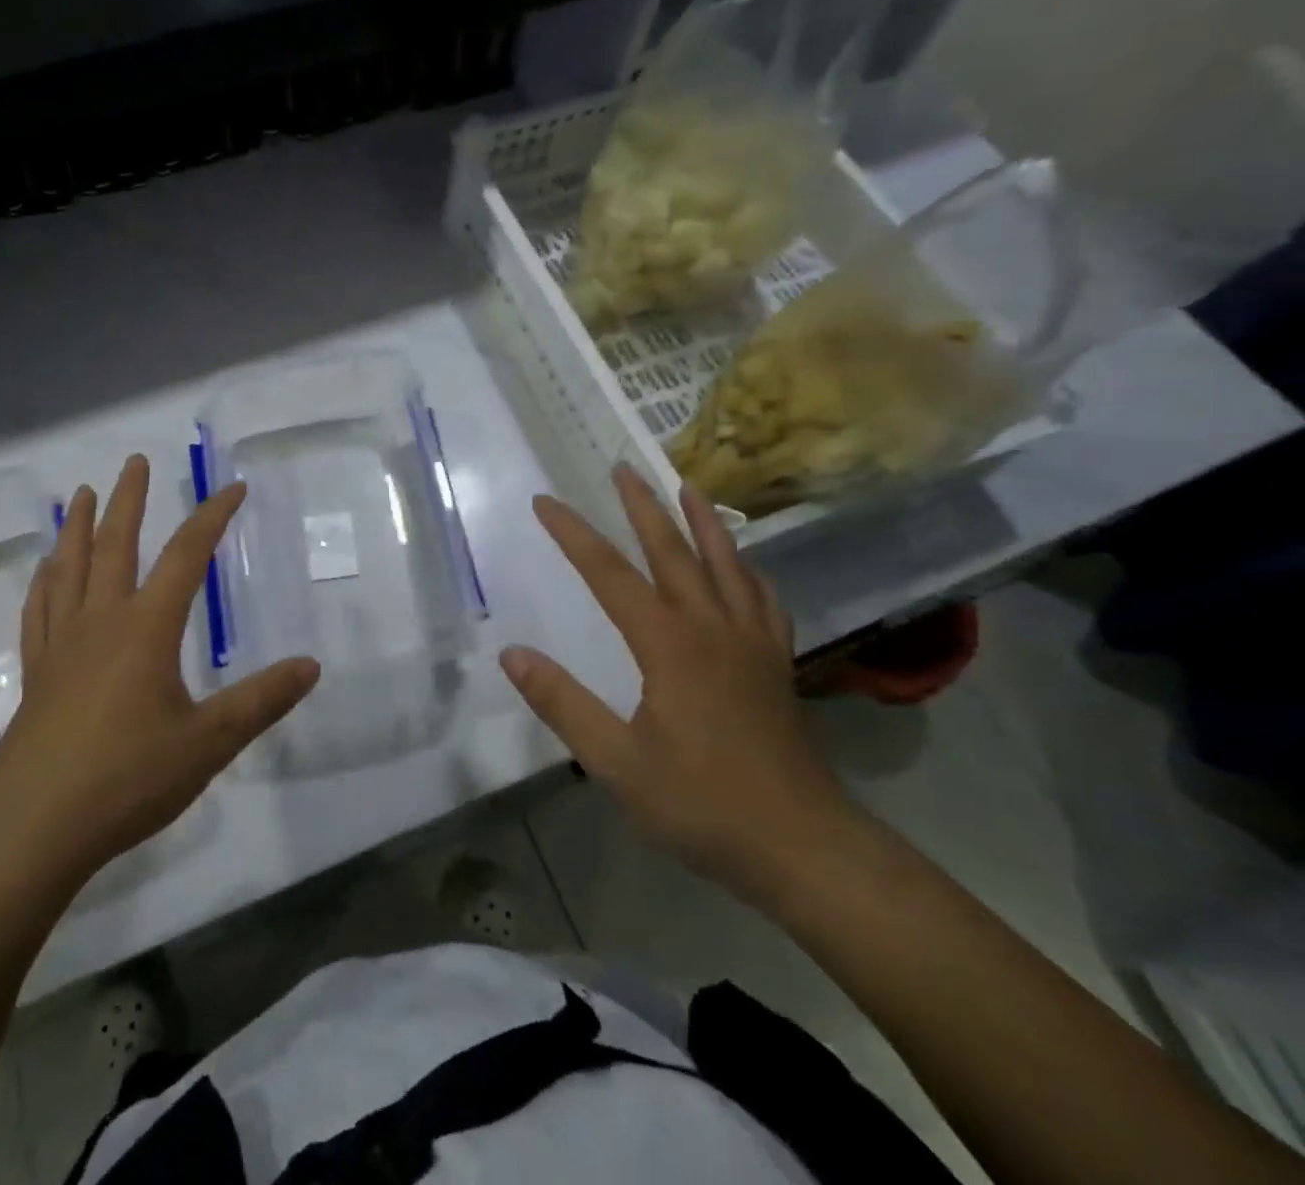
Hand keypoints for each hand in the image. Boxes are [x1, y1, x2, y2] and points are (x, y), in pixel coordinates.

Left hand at [0, 455, 320, 894]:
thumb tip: (311, 666)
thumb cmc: (127, 779)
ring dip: (76, 528)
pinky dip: (44, 583)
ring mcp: (61, 646)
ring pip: (69, 570)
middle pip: (115, 545)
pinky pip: (38, 612)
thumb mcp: (208, 743)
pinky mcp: (36, 675)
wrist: (32, 830)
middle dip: (128, 500)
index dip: (212, 517)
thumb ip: (261, 701)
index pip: (187, 556)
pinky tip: (45, 572)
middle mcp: (101, 622)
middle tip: (133, 461)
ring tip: (79, 495)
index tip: (233, 488)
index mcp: (146, 629)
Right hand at [500, 464, 853, 899]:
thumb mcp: (617, 762)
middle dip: (642, 507)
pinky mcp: (776, 664)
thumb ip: (562, 704)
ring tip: (688, 487)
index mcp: (668, 644)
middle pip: (672, 551)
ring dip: (702, 522)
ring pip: (726, 564)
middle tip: (623, 467)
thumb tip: (511, 654)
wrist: (803, 846)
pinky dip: (748, 571)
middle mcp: (711, 627)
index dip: (574, 534)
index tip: (546, 501)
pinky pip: (762, 599)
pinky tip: (744, 567)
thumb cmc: (702, 804)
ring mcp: (751, 642)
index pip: (610, 574)